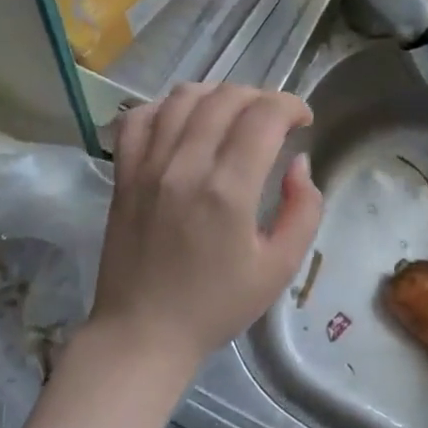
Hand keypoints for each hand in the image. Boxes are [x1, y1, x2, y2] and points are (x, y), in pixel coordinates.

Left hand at [89, 83, 322, 370]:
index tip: (303, 120)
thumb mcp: (280, 269)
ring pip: (183, 97)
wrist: (143, 332)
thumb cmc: (216, 306)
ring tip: (233, 115)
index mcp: (228, 191)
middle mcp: (185, 166)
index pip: (263, 115)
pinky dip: (165, 107)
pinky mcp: (123, 174)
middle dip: (261, 97)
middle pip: (226, 97)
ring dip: (217, 95)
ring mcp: (147, 166)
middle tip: (274, 121)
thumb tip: (298, 162)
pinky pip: (138, 117)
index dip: (291, 105)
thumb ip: (304, 210)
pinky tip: (182, 122)